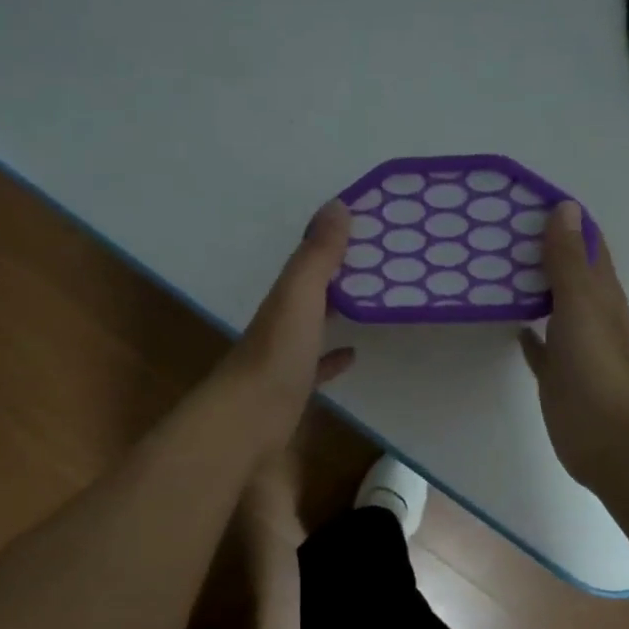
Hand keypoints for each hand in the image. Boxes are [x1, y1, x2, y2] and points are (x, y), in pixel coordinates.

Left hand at [215, 201, 356, 450]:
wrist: (248, 423)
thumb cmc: (277, 356)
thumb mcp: (299, 296)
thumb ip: (317, 255)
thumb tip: (337, 205)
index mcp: (282, 300)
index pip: (308, 263)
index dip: (333, 245)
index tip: (369, 231)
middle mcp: (280, 324)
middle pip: (310, 294)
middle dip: (337, 279)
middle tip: (380, 267)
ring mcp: (284, 360)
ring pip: (313, 328)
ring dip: (336, 314)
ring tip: (371, 304)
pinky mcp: (292, 392)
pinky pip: (317, 368)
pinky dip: (333, 358)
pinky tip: (352, 355)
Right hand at [519, 203, 628, 492]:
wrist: (605, 434)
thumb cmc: (595, 365)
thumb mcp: (581, 303)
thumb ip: (568, 260)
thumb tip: (565, 208)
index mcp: (602, 293)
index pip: (586, 244)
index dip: (564, 220)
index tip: (527, 200)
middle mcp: (590, 314)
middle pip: (567, 273)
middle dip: (541, 251)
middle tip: (497, 232)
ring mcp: (574, 346)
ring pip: (551, 306)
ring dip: (531, 288)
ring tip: (493, 269)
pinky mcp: (557, 373)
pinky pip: (540, 346)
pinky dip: (526, 331)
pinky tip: (508, 323)